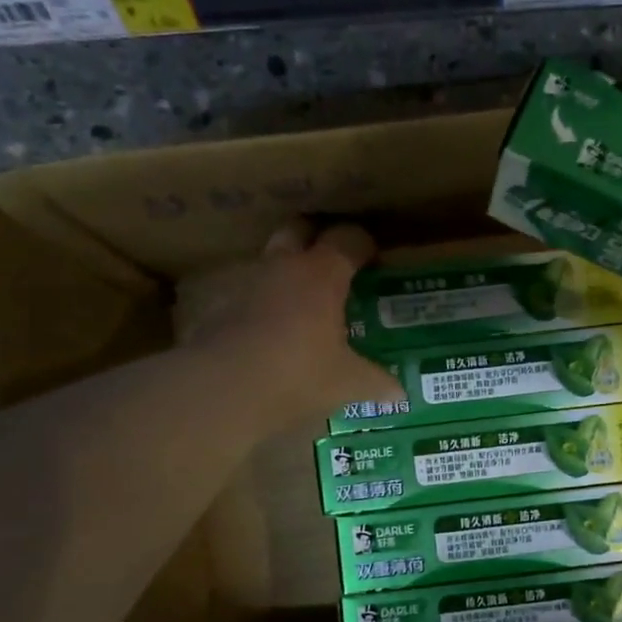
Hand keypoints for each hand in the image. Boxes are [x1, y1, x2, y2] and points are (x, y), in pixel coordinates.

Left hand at [173, 219, 401, 424]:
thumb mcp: (347, 383)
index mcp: (321, 274)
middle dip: (317, 237)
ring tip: (306, 299)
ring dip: (288, 271)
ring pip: (270, 261)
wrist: (222, 390)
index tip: (375, 258)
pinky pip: (251, 295)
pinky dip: (266, 304)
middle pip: (299, 230)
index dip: (364, 244)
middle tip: (335, 261)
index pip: (348, 239)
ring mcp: (247, 285)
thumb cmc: (298, 374)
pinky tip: (276, 329)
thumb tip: (400, 392)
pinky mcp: (222, 309)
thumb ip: (375, 382)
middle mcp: (283, 268)